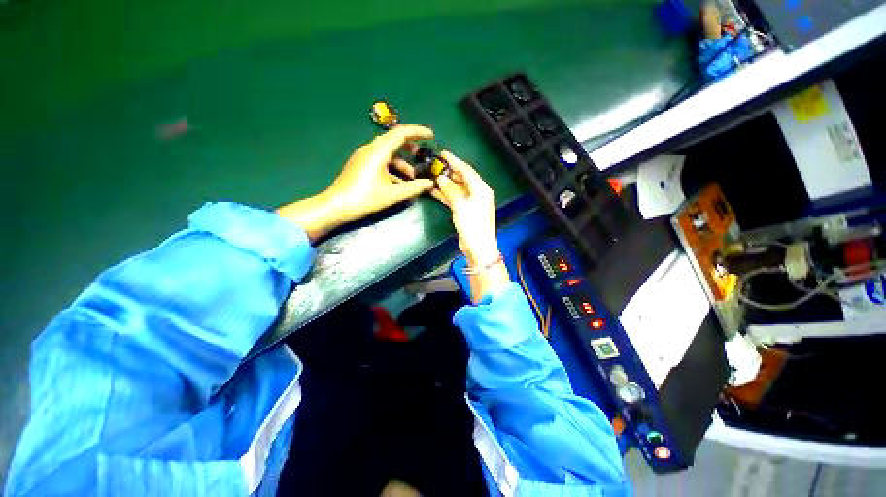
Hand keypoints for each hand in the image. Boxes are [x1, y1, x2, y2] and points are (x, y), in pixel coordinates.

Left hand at [277, 125, 434, 239]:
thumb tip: (430, 183)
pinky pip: (379, 158)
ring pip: (387, 151)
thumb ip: (413, 188)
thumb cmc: (363, 199)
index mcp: (378, 151)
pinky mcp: (359, 164)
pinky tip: (397, 182)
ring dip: (401, 160)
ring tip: (412, 175)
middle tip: (423, 153)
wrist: (335, 206)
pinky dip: (391, 165)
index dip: (418, 131)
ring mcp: (363, 156)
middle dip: (411, 145)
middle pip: (394, 139)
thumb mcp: (391, 195)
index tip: (431, 136)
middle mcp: (370, 148)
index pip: (401, 132)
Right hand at [432, 152, 509, 301]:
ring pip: (458, 188)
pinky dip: (446, 193)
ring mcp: (474, 202)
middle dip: (449, 171)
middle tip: (435, 164)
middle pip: (463, 178)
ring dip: (446, 182)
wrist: (479, 248)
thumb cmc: (472, 225)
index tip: (443, 154)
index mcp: (481, 189)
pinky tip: (435, 189)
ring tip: (432, 175)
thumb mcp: (460, 205)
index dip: (455, 161)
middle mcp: (479, 193)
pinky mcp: (468, 211)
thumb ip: (450, 190)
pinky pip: (456, 197)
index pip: (467, 170)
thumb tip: (441, 178)